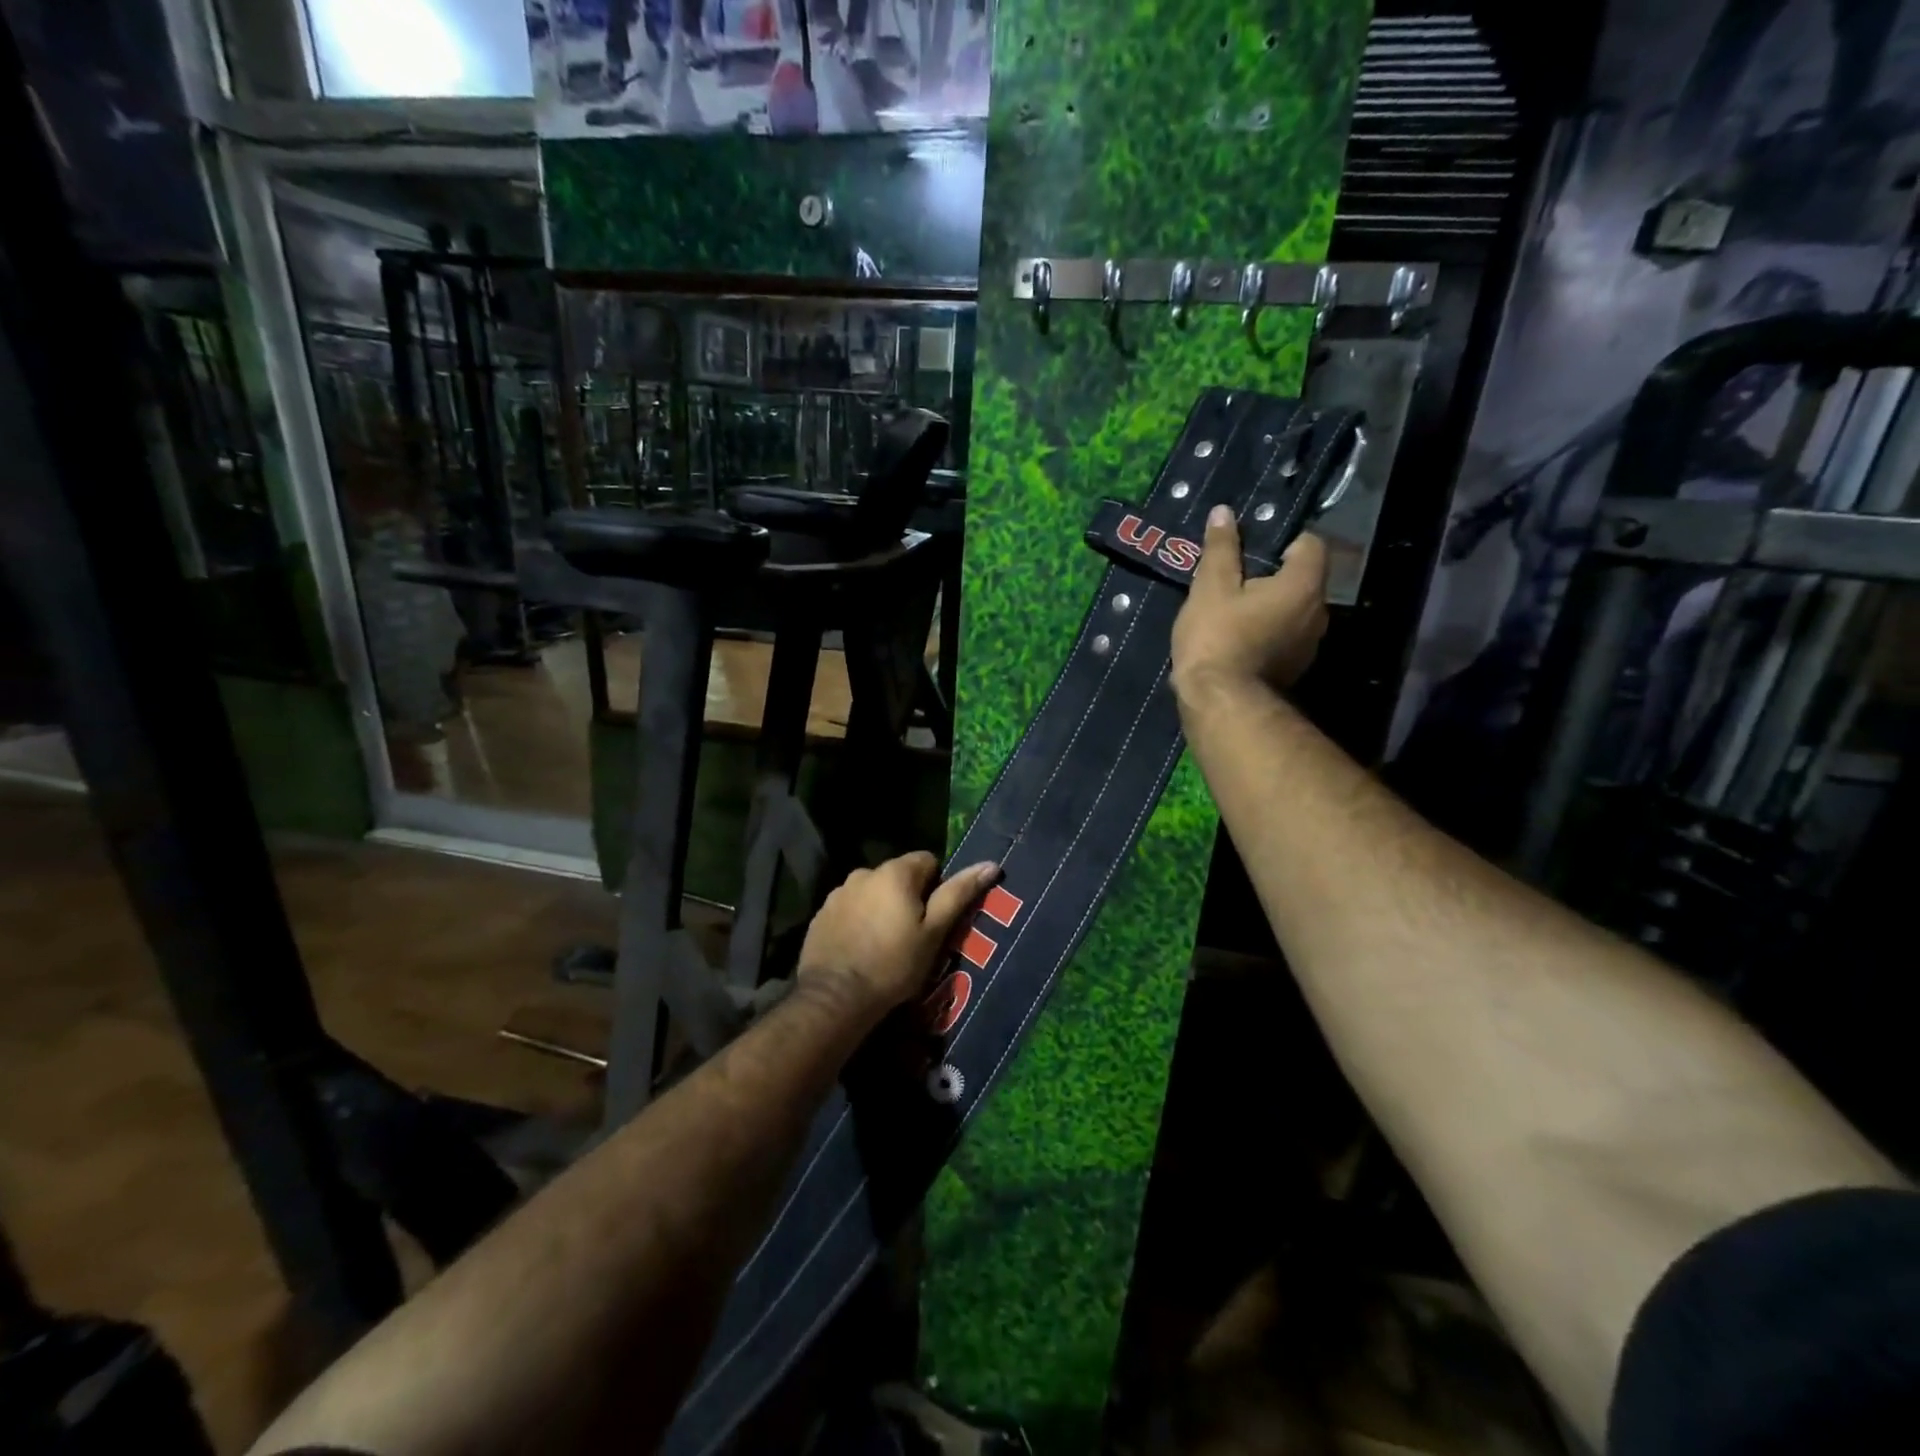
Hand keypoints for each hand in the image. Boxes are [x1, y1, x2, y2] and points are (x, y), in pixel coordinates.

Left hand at [796, 854, 999, 1025]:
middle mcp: (864, 872)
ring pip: (872, 892)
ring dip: (881, 908)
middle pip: (898, 876)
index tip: (934, 919)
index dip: (937, 887)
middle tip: (912, 936)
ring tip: (884, 945)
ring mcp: (838, 893)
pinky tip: (860, 949)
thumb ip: (959, 894)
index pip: (928, 861)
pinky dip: (858, 921)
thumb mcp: (934, 932)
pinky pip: (850, 909)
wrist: (835, 998)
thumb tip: (990, 865)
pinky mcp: (821, 914)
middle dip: (908, 897)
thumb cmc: (894, 964)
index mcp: (895, 872)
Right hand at [1171, 507, 1328, 700]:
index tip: (1250, 547)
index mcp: (1303, 585)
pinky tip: (1236, 638)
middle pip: (1302, 578)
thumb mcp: (1210, 587)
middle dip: (1272, 574)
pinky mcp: (1295, 668)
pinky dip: (1267, 631)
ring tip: (1231, 609)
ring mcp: (1310, 644)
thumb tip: (1224, 513)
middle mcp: (1318, 612)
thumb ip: (1221, 549)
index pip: (1310, 544)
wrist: (1220, 702)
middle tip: (1233, 577)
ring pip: (1293, 609)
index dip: (1282, 539)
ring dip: (1269, 605)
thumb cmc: (1216, 637)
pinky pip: (1285, 636)